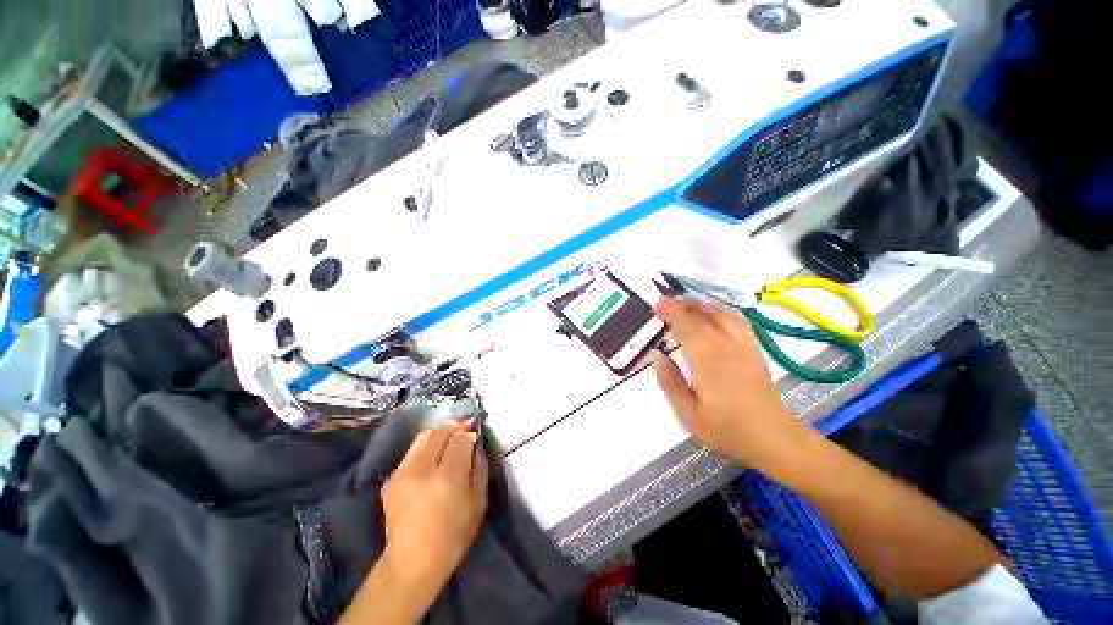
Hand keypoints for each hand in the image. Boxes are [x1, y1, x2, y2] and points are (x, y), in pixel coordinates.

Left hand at [381, 422, 488, 600]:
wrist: (412, 562)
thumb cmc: (453, 536)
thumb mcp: (478, 503)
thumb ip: (479, 468)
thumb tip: (476, 444)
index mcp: (446, 478)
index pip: (459, 439)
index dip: (469, 433)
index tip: (475, 436)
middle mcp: (421, 470)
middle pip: (439, 432)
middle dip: (455, 427)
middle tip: (465, 429)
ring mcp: (402, 472)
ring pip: (423, 436)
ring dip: (440, 432)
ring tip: (450, 438)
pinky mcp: (392, 478)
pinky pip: (413, 450)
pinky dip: (427, 445)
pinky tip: (434, 455)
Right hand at [652, 297, 811, 473]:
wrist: (773, 438)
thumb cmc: (727, 429)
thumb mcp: (689, 415)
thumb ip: (671, 384)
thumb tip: (657, 357)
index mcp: (708, 362)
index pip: (687, 327)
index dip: (671, 313)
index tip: (656, 306)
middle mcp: (726, 348)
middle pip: (702, 317)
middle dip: (681, 305)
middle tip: (664, 302)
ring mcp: (743, 347)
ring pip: (722, 315)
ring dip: (701, 305)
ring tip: (685, 303)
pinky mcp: (753, 351)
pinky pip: (738, 322)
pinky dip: (722, 312)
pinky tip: (714, 314)